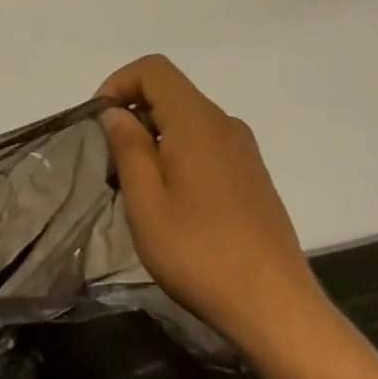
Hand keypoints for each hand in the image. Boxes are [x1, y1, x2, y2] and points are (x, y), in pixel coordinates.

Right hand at [98, 55, 330, 365]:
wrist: (276, 310)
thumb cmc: (200, 253)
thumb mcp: (146, 201)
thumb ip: (128, 147)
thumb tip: (117, 112)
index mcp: (198, 121)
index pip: (154, 69)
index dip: (119, 83)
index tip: (101, 123)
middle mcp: (225, 125)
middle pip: (170, 93)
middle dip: (134, 115)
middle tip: (113, 165)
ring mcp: (244, 152)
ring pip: (187, 121)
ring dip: (154, 139)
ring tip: (138, 189)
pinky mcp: (253, 178)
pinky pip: (206, 145)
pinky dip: (178, 155)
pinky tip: (172, 204)